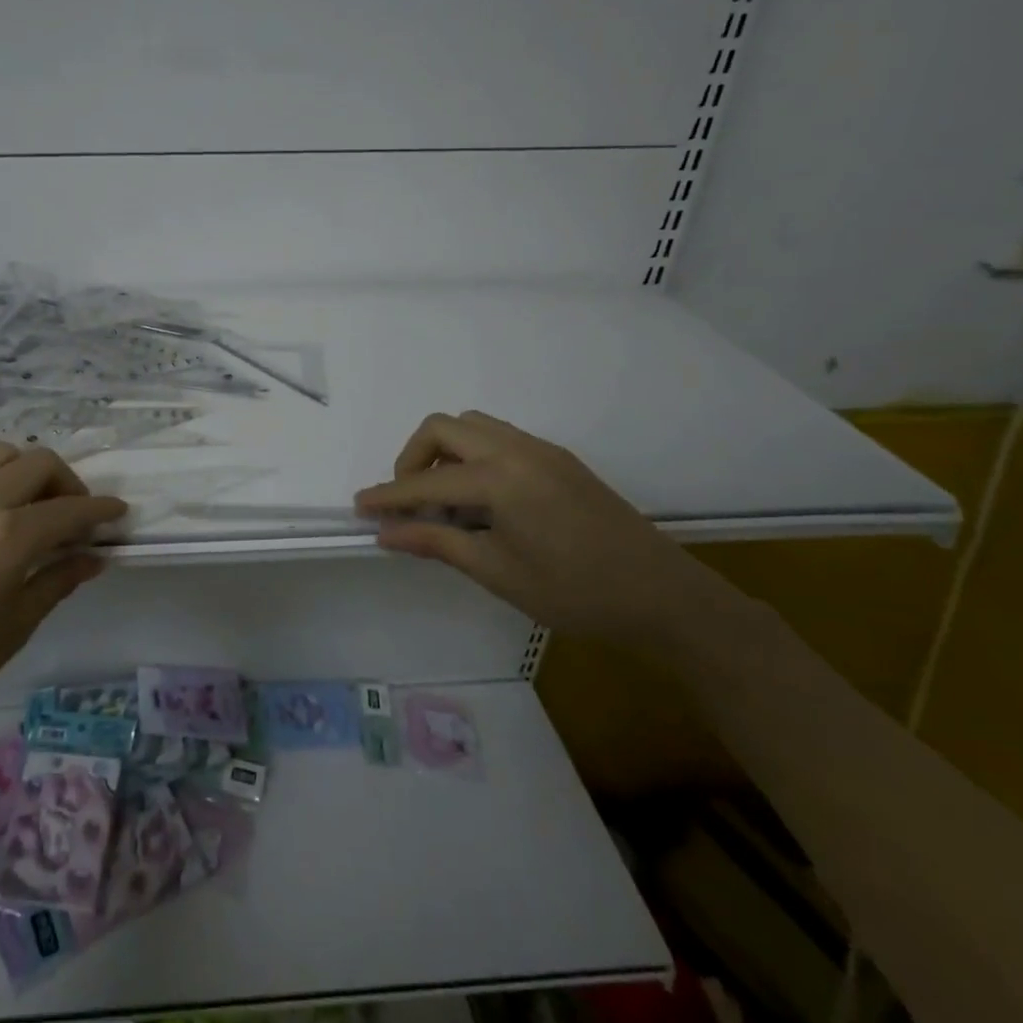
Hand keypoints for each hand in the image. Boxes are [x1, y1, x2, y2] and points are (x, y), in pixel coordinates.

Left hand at [0, 443, 126, 745]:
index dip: (101, 511)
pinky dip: (0, 479)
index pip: (70, 511)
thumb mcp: (15, 626)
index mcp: (8, 536)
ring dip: (31, 472)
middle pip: (39, 463)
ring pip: (3, 456)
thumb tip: (94, 558)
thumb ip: (58, 581)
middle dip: (69, 484)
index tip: (121, 514)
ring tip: (38, 511)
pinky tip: (1, 519)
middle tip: (77, 520)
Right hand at [354, 410, 726, 648]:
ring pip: (472, 425)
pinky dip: (474, 455)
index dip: (389, 496)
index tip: (359, 507)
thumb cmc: (575, 593)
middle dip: (412, 459)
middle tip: (410, 502)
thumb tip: (386, 533)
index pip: (426, 482)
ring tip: (445, 500)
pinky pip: (500, 437)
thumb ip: (437, 543)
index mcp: (500, 478)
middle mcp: (517, 449)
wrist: (663, 597)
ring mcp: (541, 449)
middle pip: (442, 428)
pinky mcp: (558, 458)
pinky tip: (482, 499)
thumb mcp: (498, 572)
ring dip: (445, 452)